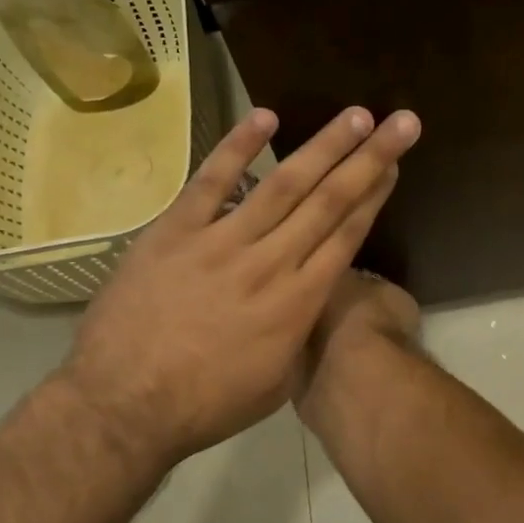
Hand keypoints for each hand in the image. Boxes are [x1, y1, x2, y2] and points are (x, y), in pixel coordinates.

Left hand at [58, 105, 420, 468]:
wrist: (121, 406)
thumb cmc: (205, 406)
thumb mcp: (277, 382)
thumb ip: (300, 332)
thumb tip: (311, 298)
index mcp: (298, 304)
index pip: (346, 236)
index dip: (374, 197)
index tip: (394, 166)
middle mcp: (270, 264)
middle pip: (329, 202)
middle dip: (370, 159)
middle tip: (402, 122)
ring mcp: (221, 243)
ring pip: (283, 184)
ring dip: (324, 146)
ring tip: (356, 116)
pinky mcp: (175, 232)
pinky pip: (211, 182)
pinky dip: (238, 147)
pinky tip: (266, 117)